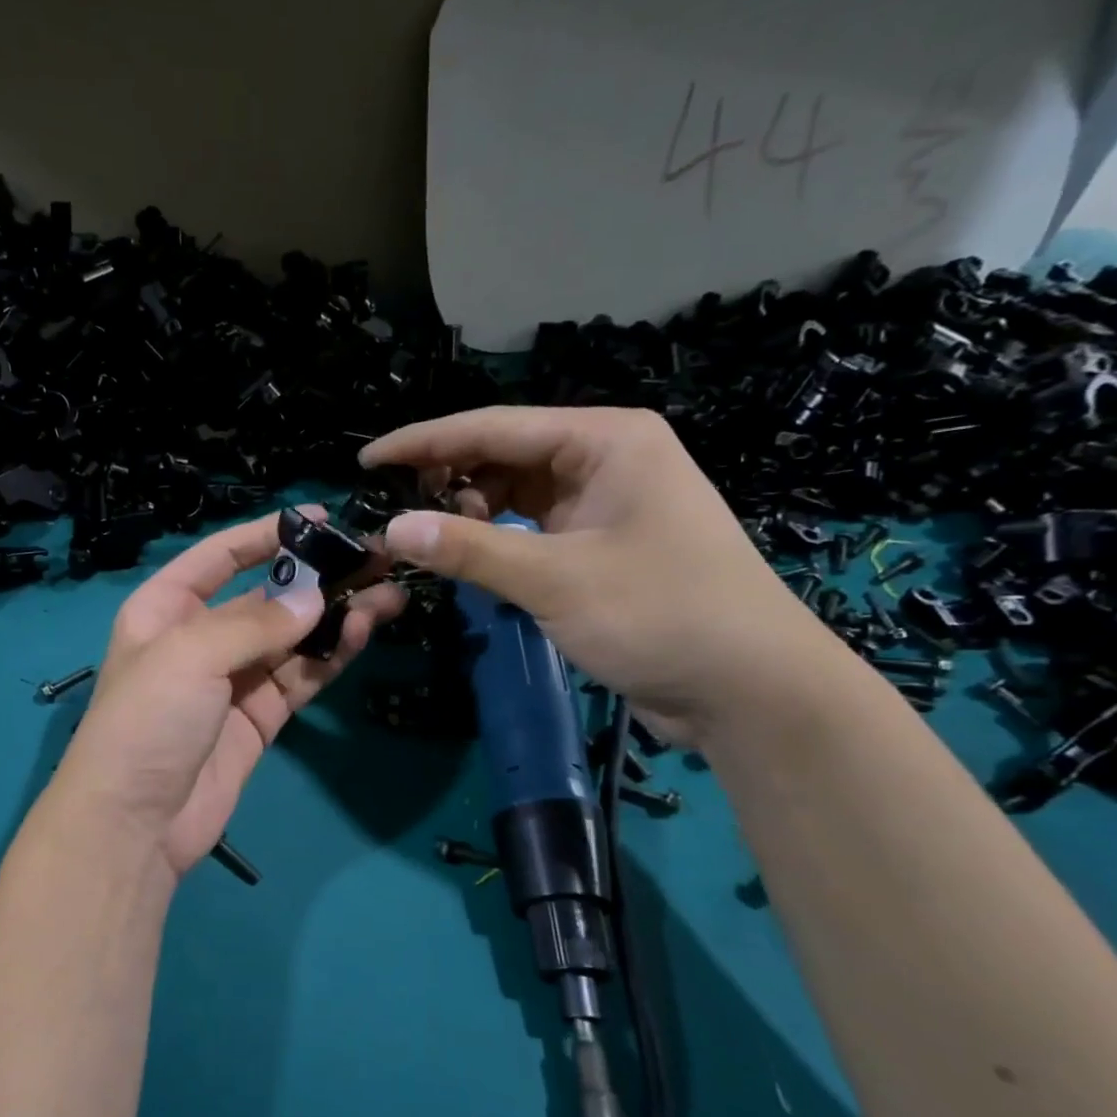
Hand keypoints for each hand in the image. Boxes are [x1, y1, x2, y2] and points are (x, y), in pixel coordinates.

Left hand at [43, 510, 403, 876]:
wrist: (135, 824)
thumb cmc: (147, 721)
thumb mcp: (190, 656)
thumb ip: (255, 624)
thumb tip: (314, 601)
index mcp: (165, 609)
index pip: (219, 556)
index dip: (266, 534)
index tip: (320, 518)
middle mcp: (199, 639)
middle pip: (265, 599)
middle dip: (317, 580)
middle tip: (374, 562)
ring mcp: (231, 682)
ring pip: (291, 640)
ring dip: (335, 618)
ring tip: (387, 597)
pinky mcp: (258, 720)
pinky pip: (298, 678)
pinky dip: (329, 658)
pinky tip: (360, 634)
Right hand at [361, 407, 838, 745]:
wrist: (749, 689)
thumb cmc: (661, 615)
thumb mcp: (555, 580)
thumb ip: (470, 550)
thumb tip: (391, 529)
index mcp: (606, 440)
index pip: (494, 427)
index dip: (424, 442)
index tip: (367, 459)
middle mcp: (606, 459)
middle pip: (505, 455)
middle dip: (447, 479)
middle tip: (391, 509)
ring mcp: (606, 505)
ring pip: (517, 493)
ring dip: (471, 512)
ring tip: (427, 538)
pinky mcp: (602, 547)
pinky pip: (533, 528)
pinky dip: (497, 540)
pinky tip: (468, 557)